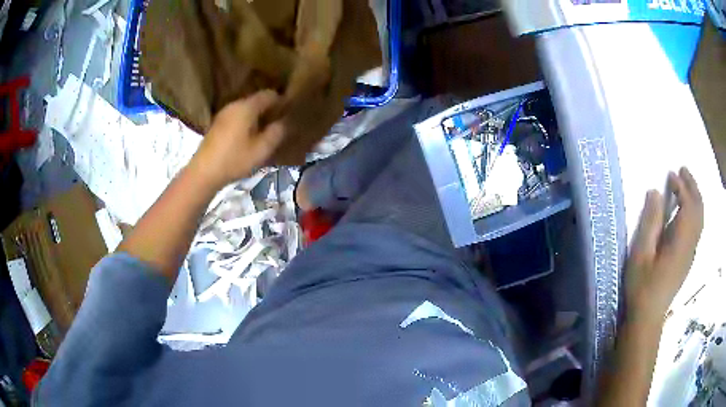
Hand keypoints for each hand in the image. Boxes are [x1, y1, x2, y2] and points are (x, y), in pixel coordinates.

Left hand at [190, 90, 284, 187]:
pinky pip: (237, 117)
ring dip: (257, 117)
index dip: (281, 101)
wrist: (203, 172)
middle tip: (280, 123)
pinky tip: (249, 137)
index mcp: (247, 107)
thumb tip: (285, 122)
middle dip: (269, 109)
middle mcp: (235, 105)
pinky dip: (246, 122)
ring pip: (246, 109)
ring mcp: (224, 114)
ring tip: (266, 131)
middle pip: (256, 100)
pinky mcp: (217, 124)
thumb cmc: (234, 160)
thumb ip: (276, 133)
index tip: (290, 112)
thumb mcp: (261, 150)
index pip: (269, 94)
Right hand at [625, 167, 703, 322]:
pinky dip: (695, 211)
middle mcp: (690, 245)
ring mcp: (691, 253)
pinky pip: (697, 228)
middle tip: (683, 170)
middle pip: (699, 210)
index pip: (688, 206)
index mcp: (680, 243)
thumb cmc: (642, 287)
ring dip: (695, 197)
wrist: (648, 318)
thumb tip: (655, 192)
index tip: (671, 174)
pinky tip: (686, 209)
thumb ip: (650, 222)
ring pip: (700, 219)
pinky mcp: (688, 258)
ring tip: (686, 184)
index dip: (682, 186)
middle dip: (693, 186)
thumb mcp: (641, 254)